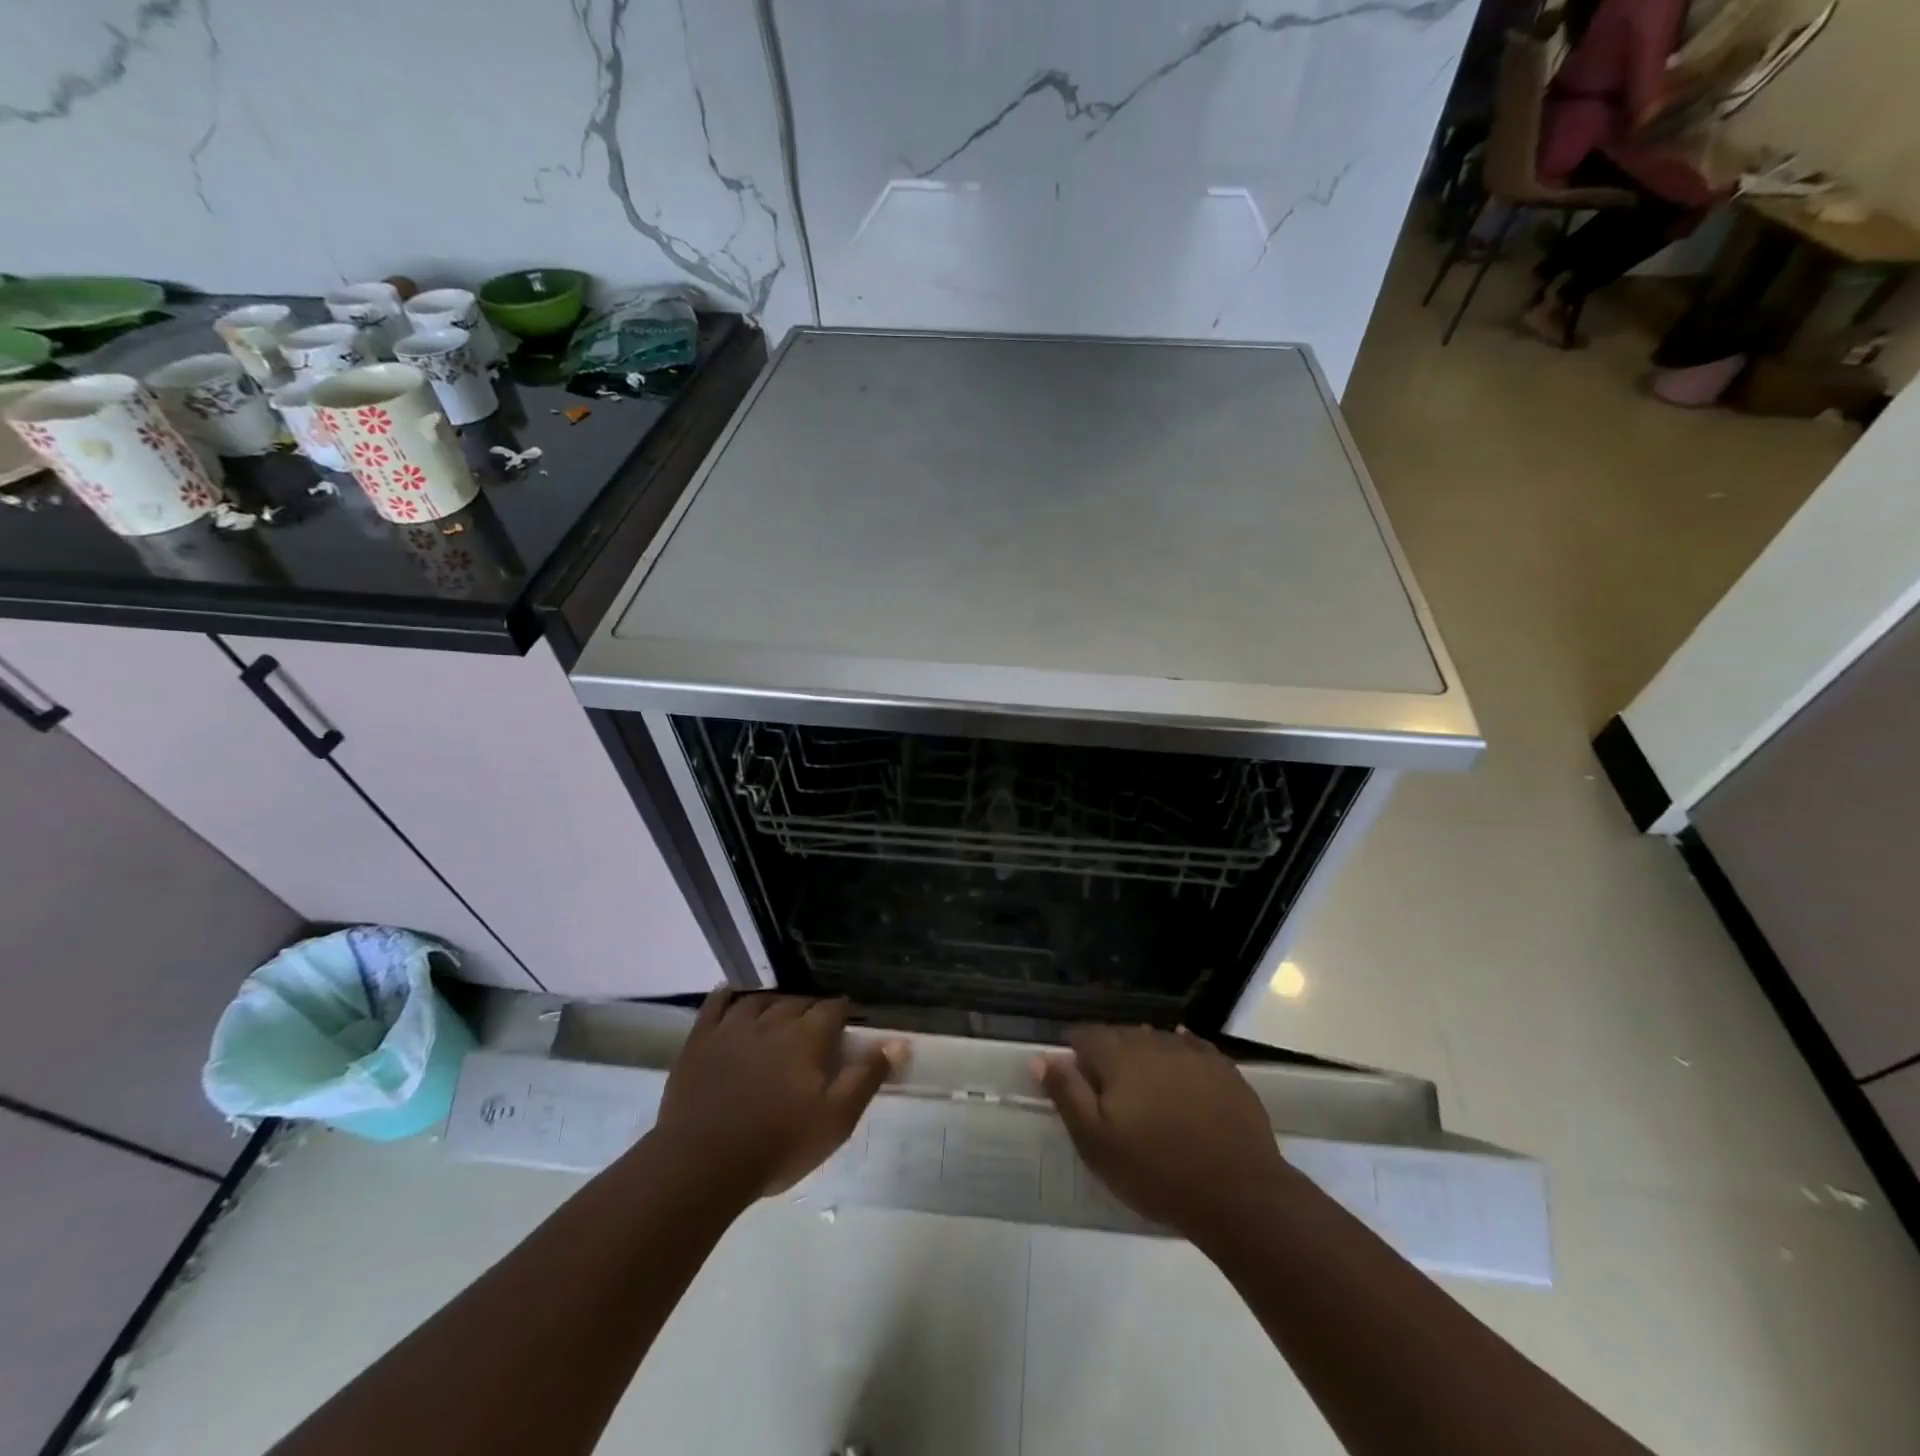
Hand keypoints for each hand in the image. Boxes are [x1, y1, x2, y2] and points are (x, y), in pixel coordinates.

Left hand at [653, 991, 904, 1202]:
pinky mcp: (700, 1040)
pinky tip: (731, 995)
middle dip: (809, 1009)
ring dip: (774, 1003)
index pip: (832, 1009)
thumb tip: (899, 1042)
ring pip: (759, 1000)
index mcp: (807, 1037)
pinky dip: (727, 996)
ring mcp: (732, 1028)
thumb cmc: (778, 1144)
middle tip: (814, 1027)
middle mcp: (772, 1021)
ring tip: (779, 1013)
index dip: (841, 1013)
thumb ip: (866, 1076)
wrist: (703, 1164)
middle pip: (797, 1002)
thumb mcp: (836, 1119)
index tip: (845, 1024)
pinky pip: (715, 1005)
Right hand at [1035, 1026, 1291, 1244]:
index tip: (1074, 1080)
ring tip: (1145, 1090)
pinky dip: (1179, 1056)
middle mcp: (1153, 1041)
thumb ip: (1066, 1094)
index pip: (1085, 1035)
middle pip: (1120, 1035)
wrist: (1239, 1194)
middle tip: (1109, 1094)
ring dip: (1144, 1057)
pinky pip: (1192, 1049)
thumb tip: (1041, 1057)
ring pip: (1155, 1041)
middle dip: (1109, 1056)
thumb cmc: (1156, 1171)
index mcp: (1119, 1055)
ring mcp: (1192, 1052)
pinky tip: (1180, 1072)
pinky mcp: (1224, 1068)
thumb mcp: (1096, 1142)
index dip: (1074, 1053)